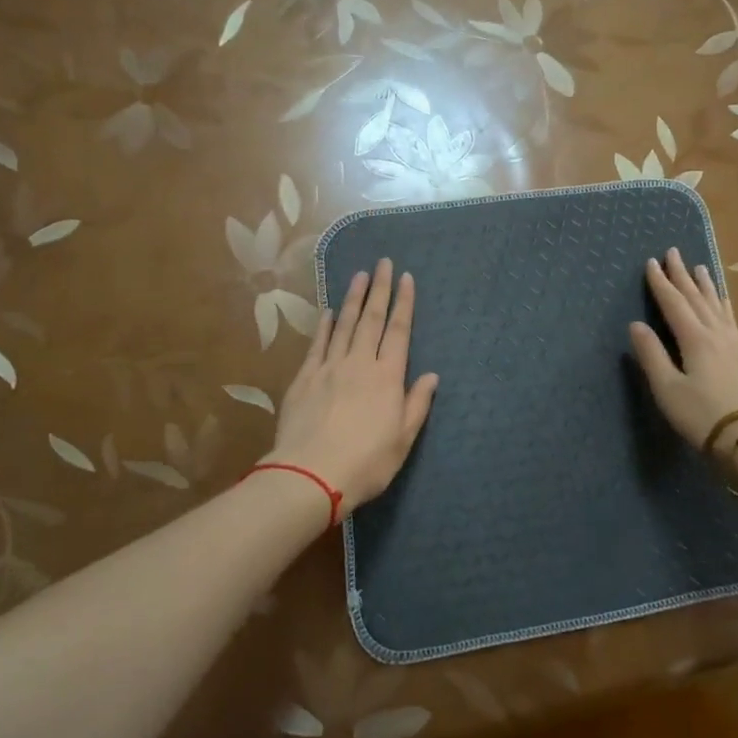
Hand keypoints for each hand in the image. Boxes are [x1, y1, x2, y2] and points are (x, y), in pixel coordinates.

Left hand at [270, 258, 439, 512]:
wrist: (311, 475)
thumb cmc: (366, 462)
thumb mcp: (403, 439)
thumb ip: (417, 404)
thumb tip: (432, 375)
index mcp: (387, 377)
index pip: (399, 331)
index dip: (404, 303)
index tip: (406, 278)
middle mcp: (359, 363)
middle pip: (372, 319)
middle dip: (380, 289)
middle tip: (383, 262)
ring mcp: (329, 368)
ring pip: (344, 325)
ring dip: (354, 298)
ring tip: (360, 275)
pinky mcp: (305, 378)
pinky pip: (318, 344)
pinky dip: (325, 325)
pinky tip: (329, 311)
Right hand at [628, 248, 737, 450]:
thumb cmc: (703, 416)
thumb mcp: (668, 389)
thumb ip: (652, 355)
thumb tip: (635, 325)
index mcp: (695, 339)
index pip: (673, 303)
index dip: (661, 283)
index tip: (651, 262)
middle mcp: (716, 334)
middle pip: (696, 298)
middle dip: (682, 275)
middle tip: (674, 252)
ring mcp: (734, 344)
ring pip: (716, 305)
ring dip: (705, 285)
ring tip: (700, 266)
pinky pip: (730, 318)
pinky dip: (723, 304)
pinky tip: (723, 303)